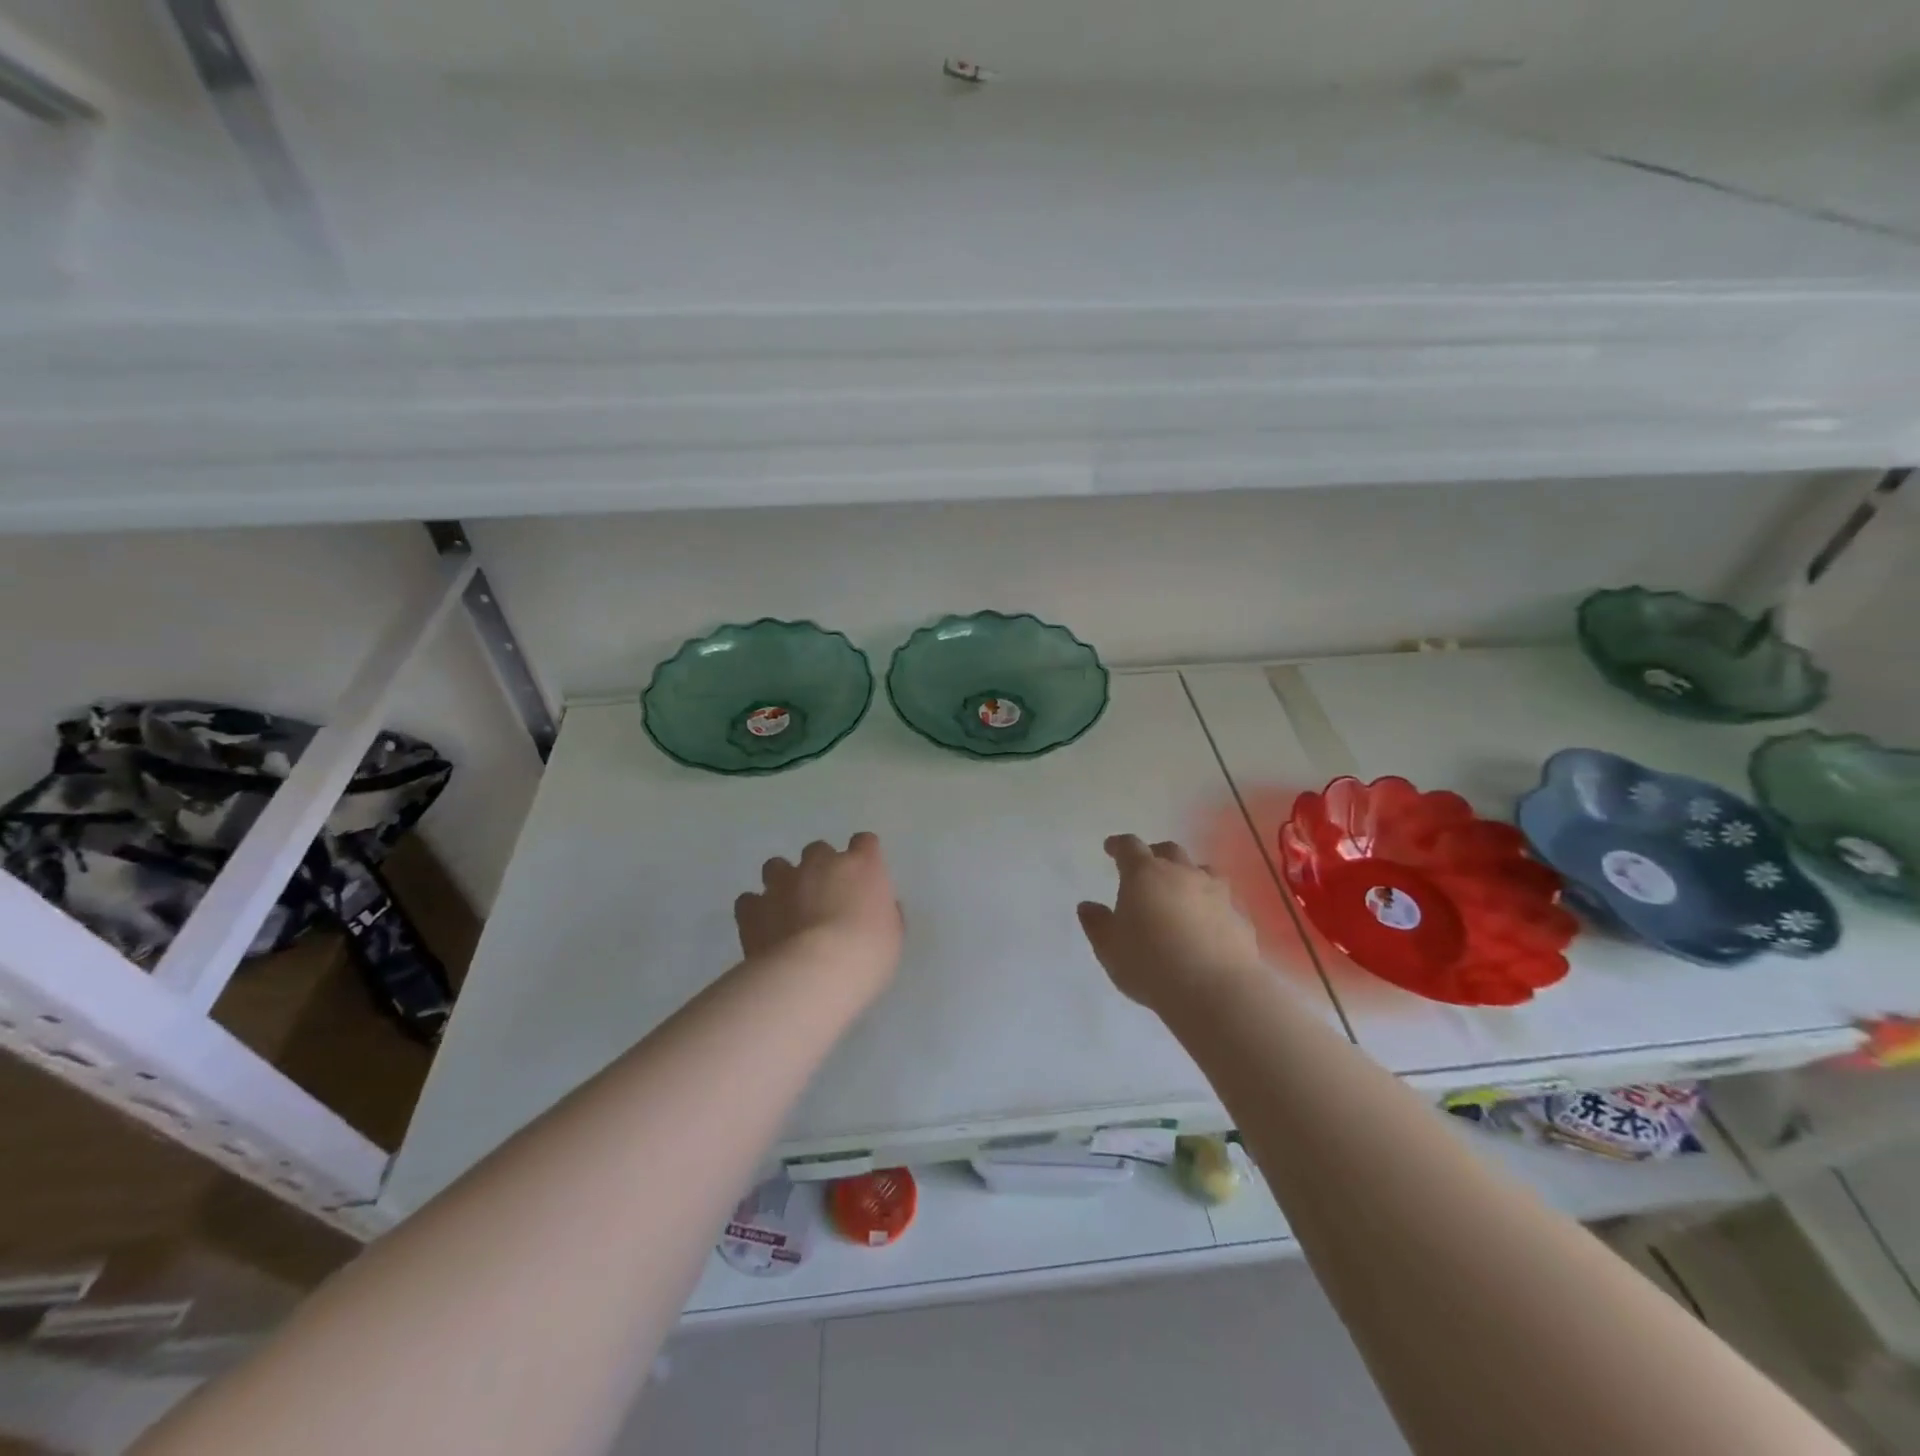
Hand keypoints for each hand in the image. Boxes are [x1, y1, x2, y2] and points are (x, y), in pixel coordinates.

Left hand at [735, 832, 904, 998]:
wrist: (815, 973)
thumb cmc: (867, 955)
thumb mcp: (893, 937)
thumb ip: (885, 914)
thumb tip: (879, 909)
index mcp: (862, 865)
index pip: (864, 842)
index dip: (863, 856)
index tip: (864, 876)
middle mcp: (821, 863)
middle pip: (818, 850)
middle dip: (820, 868)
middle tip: (824, 897)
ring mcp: (783, 882)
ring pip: (777, 866)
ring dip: (783, 881)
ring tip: (787, 908)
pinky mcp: (753, 907)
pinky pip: (750, 900)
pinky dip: (756, 910)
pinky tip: (763, 928)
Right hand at [1077, 835, 1263, 1011]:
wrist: (1215, 991)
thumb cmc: (1150, 964)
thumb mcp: (1109, 948)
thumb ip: (1096, 923)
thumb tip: (1087, 906)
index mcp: (1144, 874)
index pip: (1129, 847)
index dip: (1118, 845)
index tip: (1111, 848)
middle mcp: (1182, 873)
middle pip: (1169, 851)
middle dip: (1155, 855)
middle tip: (1146, 868)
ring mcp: (1216, 893)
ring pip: (1202, 871)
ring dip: (1189, 875)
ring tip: (1181, 892)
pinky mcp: (1240, 917)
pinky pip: (1223, 901)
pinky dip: (1212, 905)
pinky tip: (1208, 923)